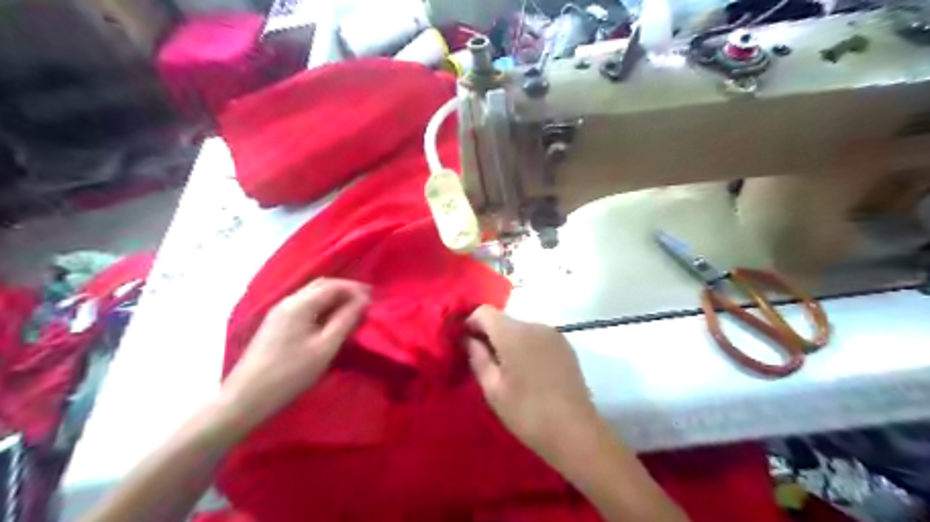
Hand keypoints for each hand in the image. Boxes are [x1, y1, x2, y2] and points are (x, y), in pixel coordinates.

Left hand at [221, 279, 370, 429]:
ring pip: (312, 295)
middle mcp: (287, 301)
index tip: (373, 300)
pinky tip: (330, 320)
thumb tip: (363, 301)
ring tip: (352, 310)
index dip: (355, 290)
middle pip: (321, 286)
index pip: (333, 286)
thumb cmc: (290, 373)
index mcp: (299, 304)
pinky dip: (322, 307)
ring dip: (334, 298)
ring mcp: (279, 312)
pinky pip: (305, 306)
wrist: (246, 397)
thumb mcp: (324, 348)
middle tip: (366, 301)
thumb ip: (345, 321)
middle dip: (345, 290)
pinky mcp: (276, 324)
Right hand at [465, 306, 604, 464]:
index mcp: (513, 334)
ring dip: (509, 342)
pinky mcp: (565, 345)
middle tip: (485, 362)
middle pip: (503, 320)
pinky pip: (537, 337)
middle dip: (490, 335)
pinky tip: (530, 372)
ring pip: (521, 329)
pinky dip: (527, 347)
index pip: (484, 311)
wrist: (575, 431)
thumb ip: (477, 358)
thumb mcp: (493, 389)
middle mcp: (534, 325)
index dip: (470, 323)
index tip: (466, 344)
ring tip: (509, 371)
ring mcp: (553, 333)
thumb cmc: (527, 413)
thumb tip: (468, 339)